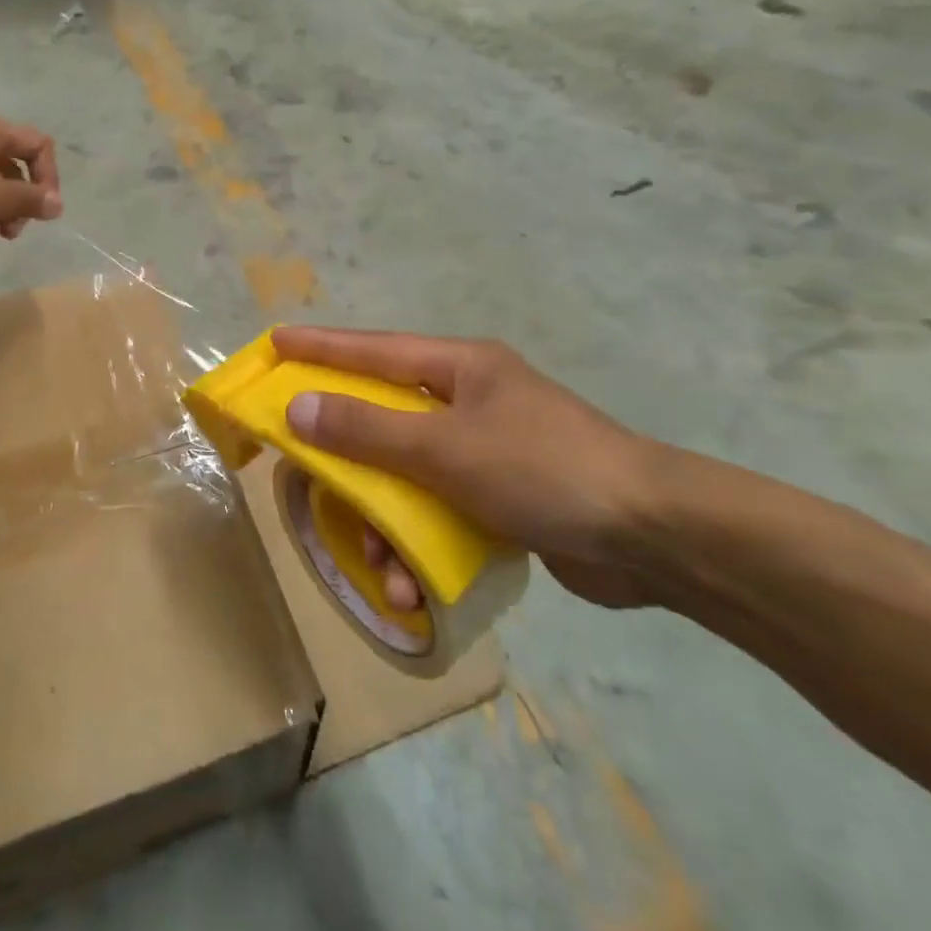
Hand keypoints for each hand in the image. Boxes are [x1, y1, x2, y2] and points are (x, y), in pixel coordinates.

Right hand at [272, 328, 659, 609]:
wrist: (656, 539)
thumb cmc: (543, 469)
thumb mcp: (446, 447)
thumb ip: (368, 429)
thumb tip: (298, 408)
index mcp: (459, 368)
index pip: (373, 349)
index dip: (320, 347)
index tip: (275, 343)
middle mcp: (469, 400)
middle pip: (384, 417)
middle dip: (347, 456)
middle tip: (303, 470)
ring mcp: (487, 450)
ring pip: (408, 474)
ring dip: (385, 521)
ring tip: (378, 566)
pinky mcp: (502, 497)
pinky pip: (439, 511)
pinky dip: (420, 544)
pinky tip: (412, 587)